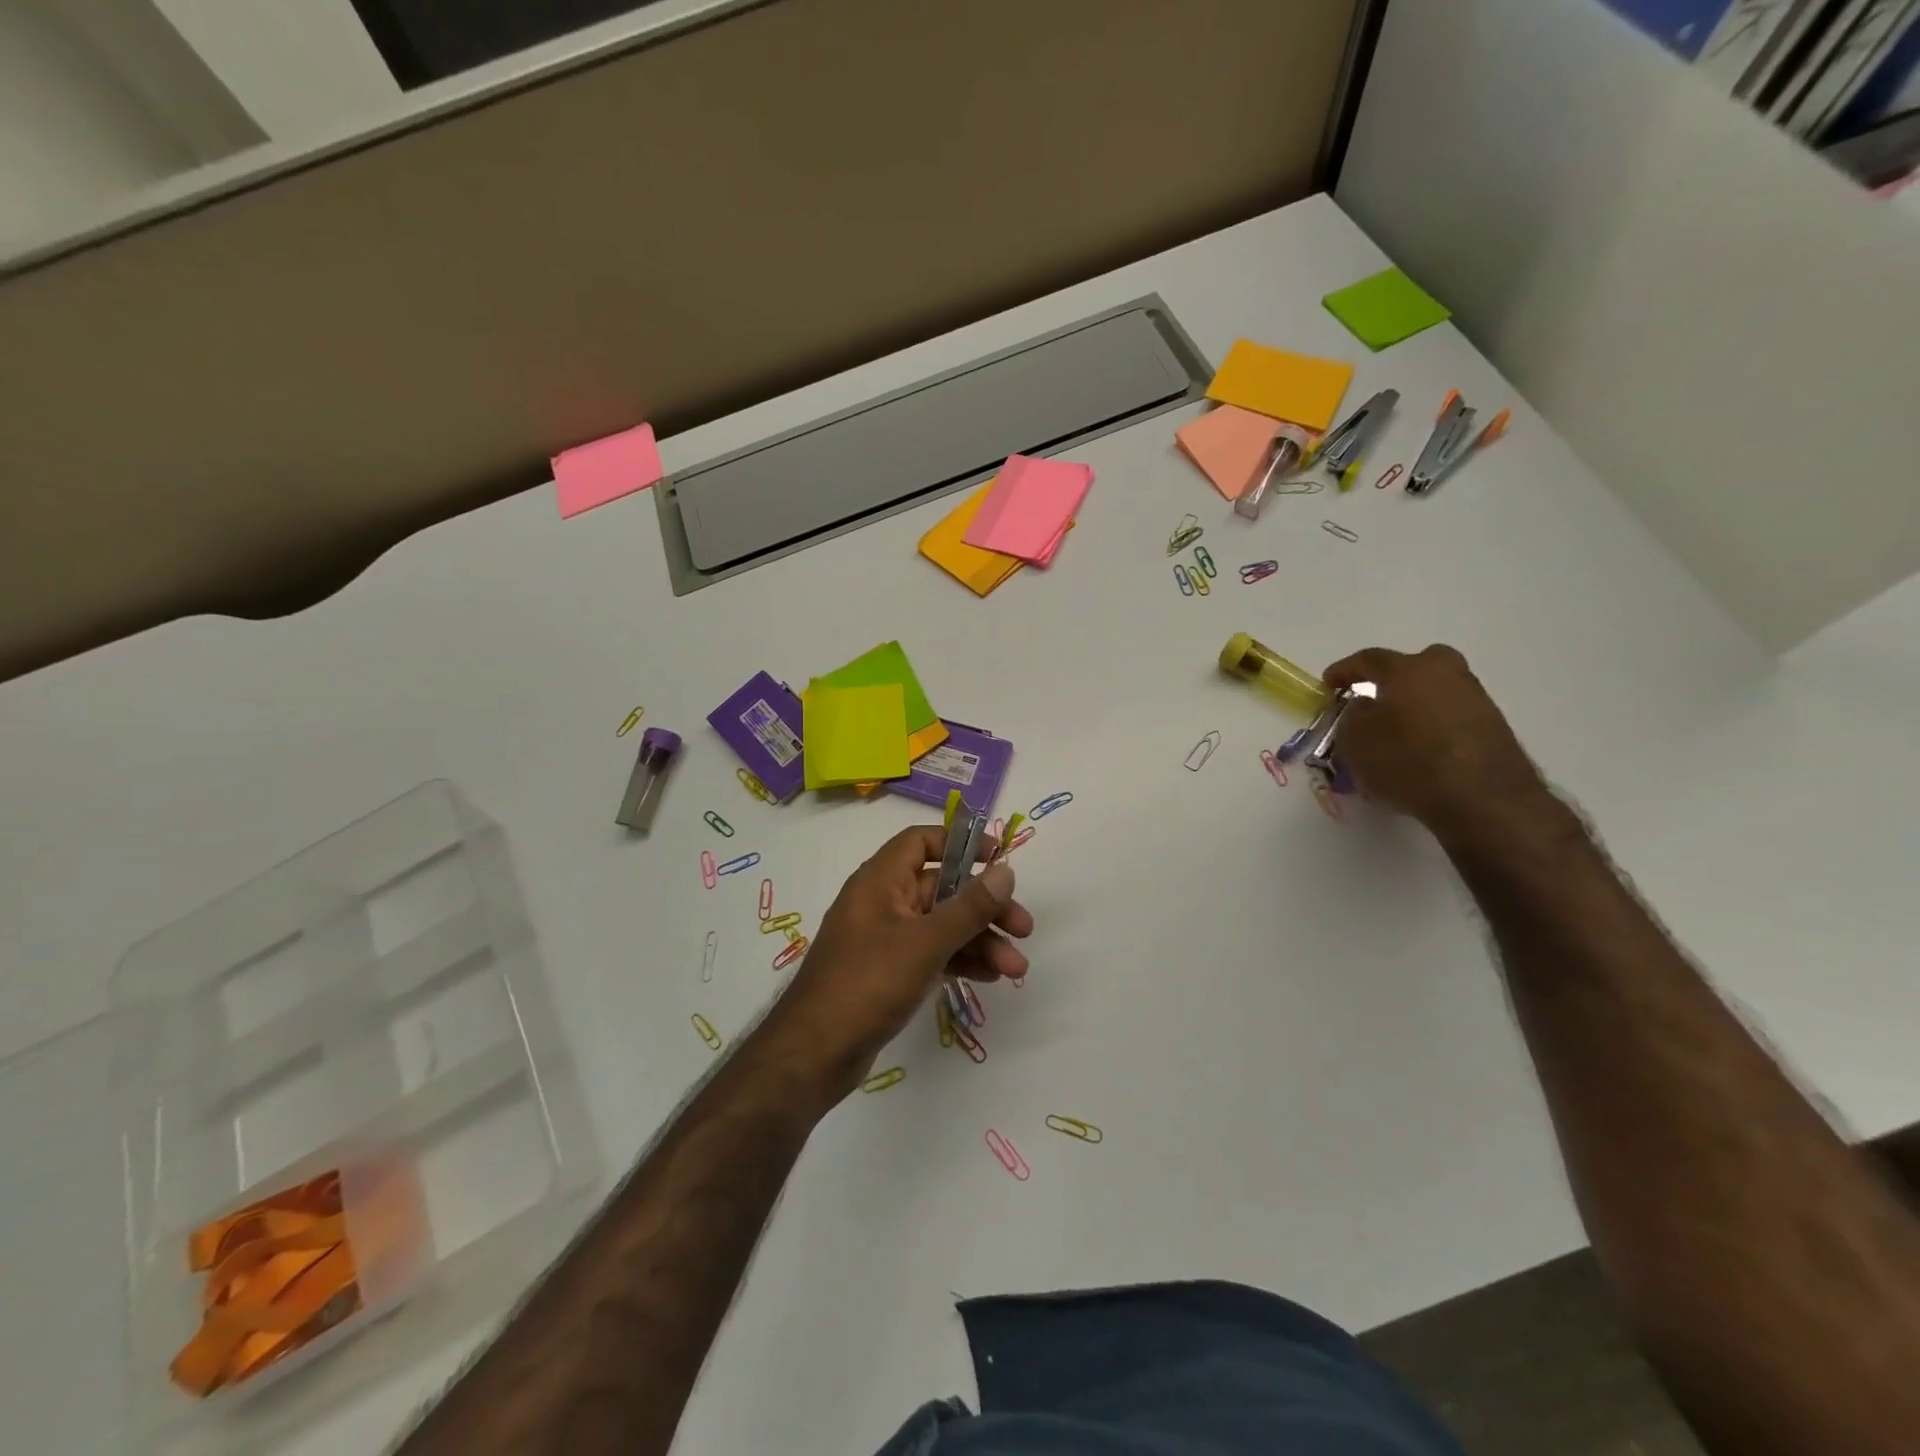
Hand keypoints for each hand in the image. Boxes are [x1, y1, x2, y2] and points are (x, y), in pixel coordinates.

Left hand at [760, 826, 1032, 1099]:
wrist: (814, 1053)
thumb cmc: (867, 983)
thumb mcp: (924, 942)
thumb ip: (968, 907)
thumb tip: (1006, 871)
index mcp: (880, 880)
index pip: (921, 842)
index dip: (960, 844)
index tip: (998, 860)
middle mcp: (882, 902)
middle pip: (942, 889)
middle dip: (985, 907)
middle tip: (1024, 929)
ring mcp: (884, 939)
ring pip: (941, 926)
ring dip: (979, 941)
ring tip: (1016, 968)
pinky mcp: (888, 972)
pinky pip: (932, 954)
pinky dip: (960, 961)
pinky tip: (990, 978)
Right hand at [1323, 644, 1551, 841]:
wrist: (1483, 799)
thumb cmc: (1407, 761)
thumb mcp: (1355, 740)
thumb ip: (1351, 716)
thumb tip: (1364, 707)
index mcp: (1409, 670)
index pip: (1369, 659)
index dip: (1344, 670)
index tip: (1327, 684)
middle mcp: (1447, 674)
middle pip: (1416, 665)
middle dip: (1393, 679)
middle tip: (1376, 699)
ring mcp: (1476, 700)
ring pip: (1436, 691)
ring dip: (1415, 706)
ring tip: (1396, 734)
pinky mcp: (1494, 728)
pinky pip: (1452, 717)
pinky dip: (1434, 728)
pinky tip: (1422, 752)